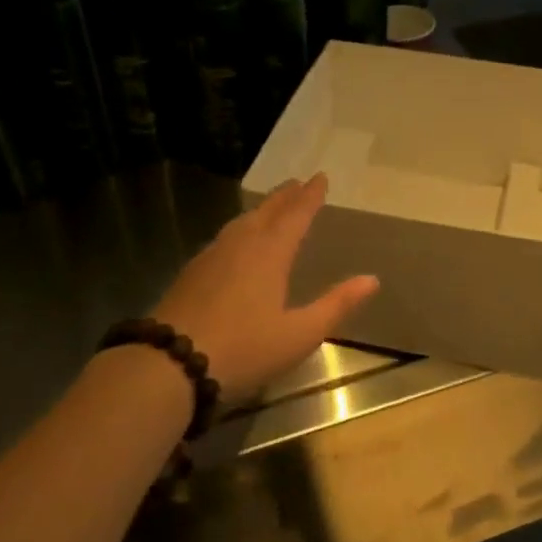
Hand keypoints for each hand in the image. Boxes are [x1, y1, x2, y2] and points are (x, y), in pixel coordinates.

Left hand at [151, 173, 378, 397]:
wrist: (170, 364)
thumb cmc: (244, 349)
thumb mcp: (299, 334)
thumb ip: (336, 305)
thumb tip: (371, 279)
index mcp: (270, 253)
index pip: (296, 215)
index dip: (310, 196)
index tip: (320, 178)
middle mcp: (241, 245)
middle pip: (266, 212)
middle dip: (285, 196)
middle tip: (297, 183)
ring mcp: (211, 257)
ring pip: (241, 222)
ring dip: (260, 210)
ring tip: (270, 207)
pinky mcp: (191, 273)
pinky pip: (223, 238)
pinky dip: (239, 229)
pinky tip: (235, 243)